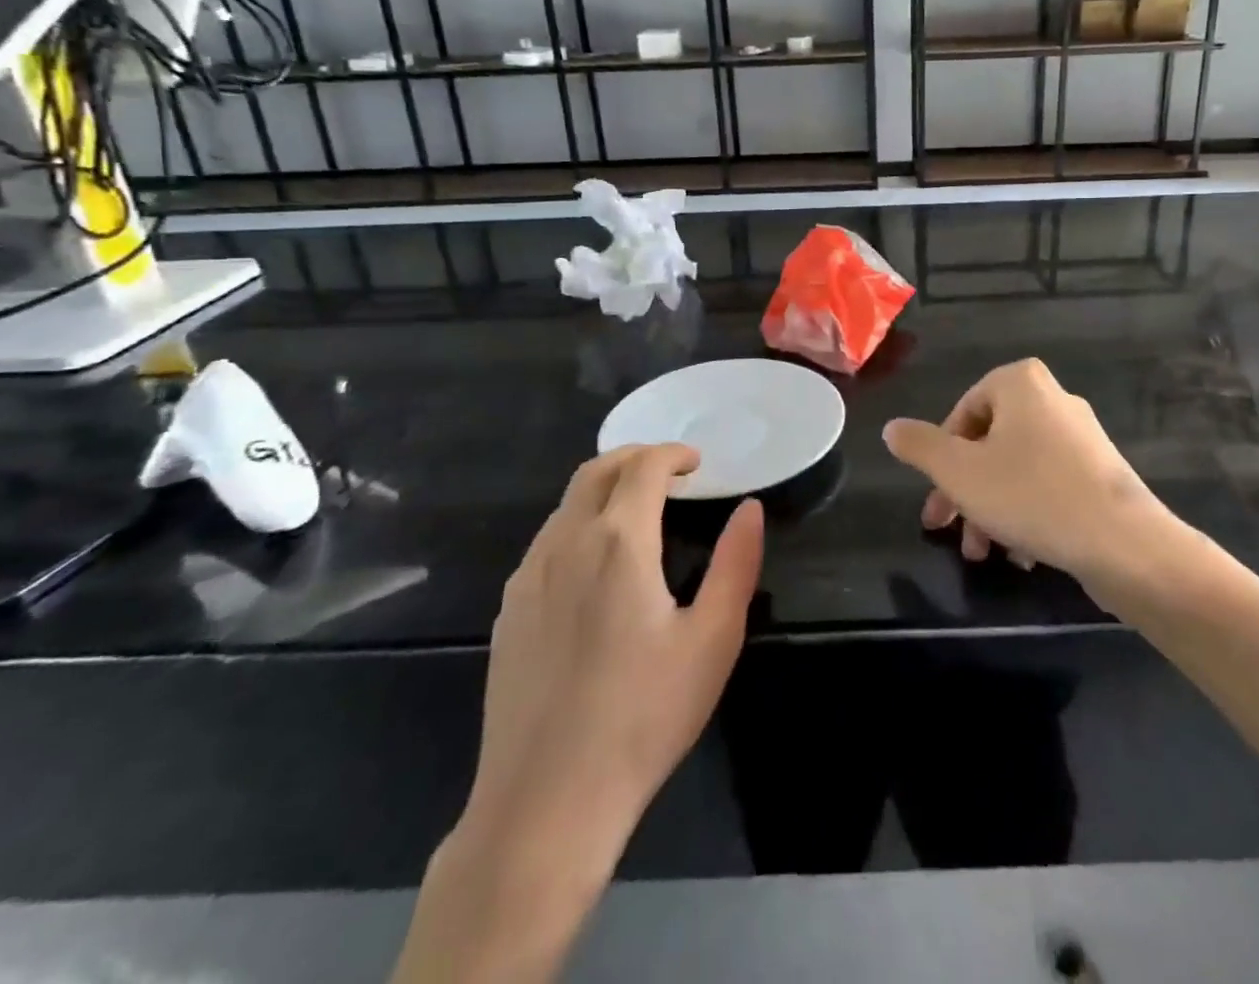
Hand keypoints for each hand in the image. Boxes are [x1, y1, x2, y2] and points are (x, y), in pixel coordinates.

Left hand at [394, 444, 762, 982]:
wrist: (545, 804)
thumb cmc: (643, 717)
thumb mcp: (713, 639)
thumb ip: (735, 564)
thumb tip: (750, 509)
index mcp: (618, 542)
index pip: (641, 467)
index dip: (671, 454)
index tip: (696, 463)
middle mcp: (565, 544)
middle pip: (595, 472)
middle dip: (635, 457)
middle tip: (669, 472)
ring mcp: (528, 578)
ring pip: (566, 505)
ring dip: (604, 489)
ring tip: (638, 511)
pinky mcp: (508, 612)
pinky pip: (546, 542)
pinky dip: (577, 523)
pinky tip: (596, 564)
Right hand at [884, 358, 1179, 588]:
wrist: (1125, 544)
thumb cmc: (1031, 495)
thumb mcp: (958, 471)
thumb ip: (919, 446)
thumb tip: (892, 428)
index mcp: (1020, 383)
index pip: (961, 414)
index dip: (940, 459)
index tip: (936, 502)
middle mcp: (1053, 399)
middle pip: (988, 445)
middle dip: (963, 492)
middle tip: (946, 530)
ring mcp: (1081, 437)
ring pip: (1015, 470)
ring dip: (990, 511)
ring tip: (984, 554)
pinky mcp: (1101, 473)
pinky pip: (1048, 486)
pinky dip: (1027, 514)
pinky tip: (1022, 555)